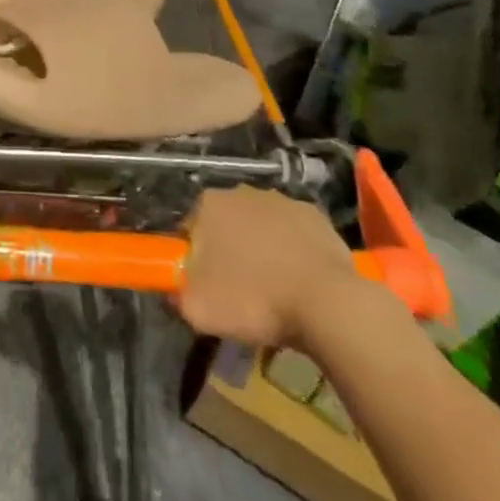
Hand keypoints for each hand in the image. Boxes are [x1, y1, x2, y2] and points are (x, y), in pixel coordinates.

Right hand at [177, 187, 367, 350]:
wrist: (326, 303)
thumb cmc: (254, 300)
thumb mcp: (198, 309)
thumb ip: (176, 294)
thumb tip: (173, 289)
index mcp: (208, 205)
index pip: (190, 229)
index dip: (195, 258)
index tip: (206, 285)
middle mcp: (241, 192)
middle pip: (226, 223)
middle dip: (229, 249)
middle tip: (239, 289)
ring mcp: (281, 200)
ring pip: (261, 226)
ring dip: (262, 248)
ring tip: (273, 288)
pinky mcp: (314, 215)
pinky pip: (294, 233)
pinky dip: (293, 250)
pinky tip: (300, 279)